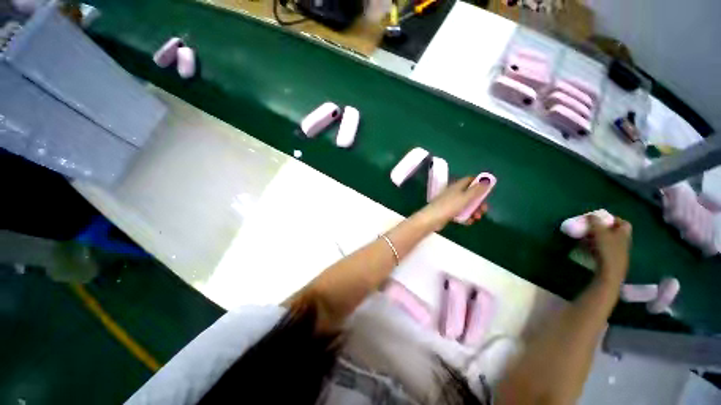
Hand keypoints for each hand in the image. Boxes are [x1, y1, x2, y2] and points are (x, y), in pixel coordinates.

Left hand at [415, 177, 490, 230]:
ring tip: (476, 218)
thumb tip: (487, 180)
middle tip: (484, 210)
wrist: (432, 219)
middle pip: (470, 194)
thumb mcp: (465, 197)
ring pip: (466, 205)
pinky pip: (460, 213)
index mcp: (457, 186)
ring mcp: (450, 202)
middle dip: (478, 202)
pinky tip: (468, 222)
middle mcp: (454, 193)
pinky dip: (465, 217)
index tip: (487, 191)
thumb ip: (477, 190)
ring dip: (473, 211)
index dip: (479, 183)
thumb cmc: (449, 206)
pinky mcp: (448, 212)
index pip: (469, 180)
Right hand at [586, 215, 631, 283]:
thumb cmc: (607, 249)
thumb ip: (595, 222)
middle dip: (605, 229)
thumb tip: (591, 214)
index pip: (623, 222)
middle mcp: (625, 241)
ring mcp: (620, 251)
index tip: (602, 219)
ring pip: (612, 241)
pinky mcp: (614, 260)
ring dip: (601, 238)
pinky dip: (600, 246)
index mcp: (624, 233)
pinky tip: (591, 248)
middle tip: (593, 228)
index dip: (614, 219)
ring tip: (589, 238)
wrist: (610, 271)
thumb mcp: (599, 232)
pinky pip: (607, 249)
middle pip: (617, 232)